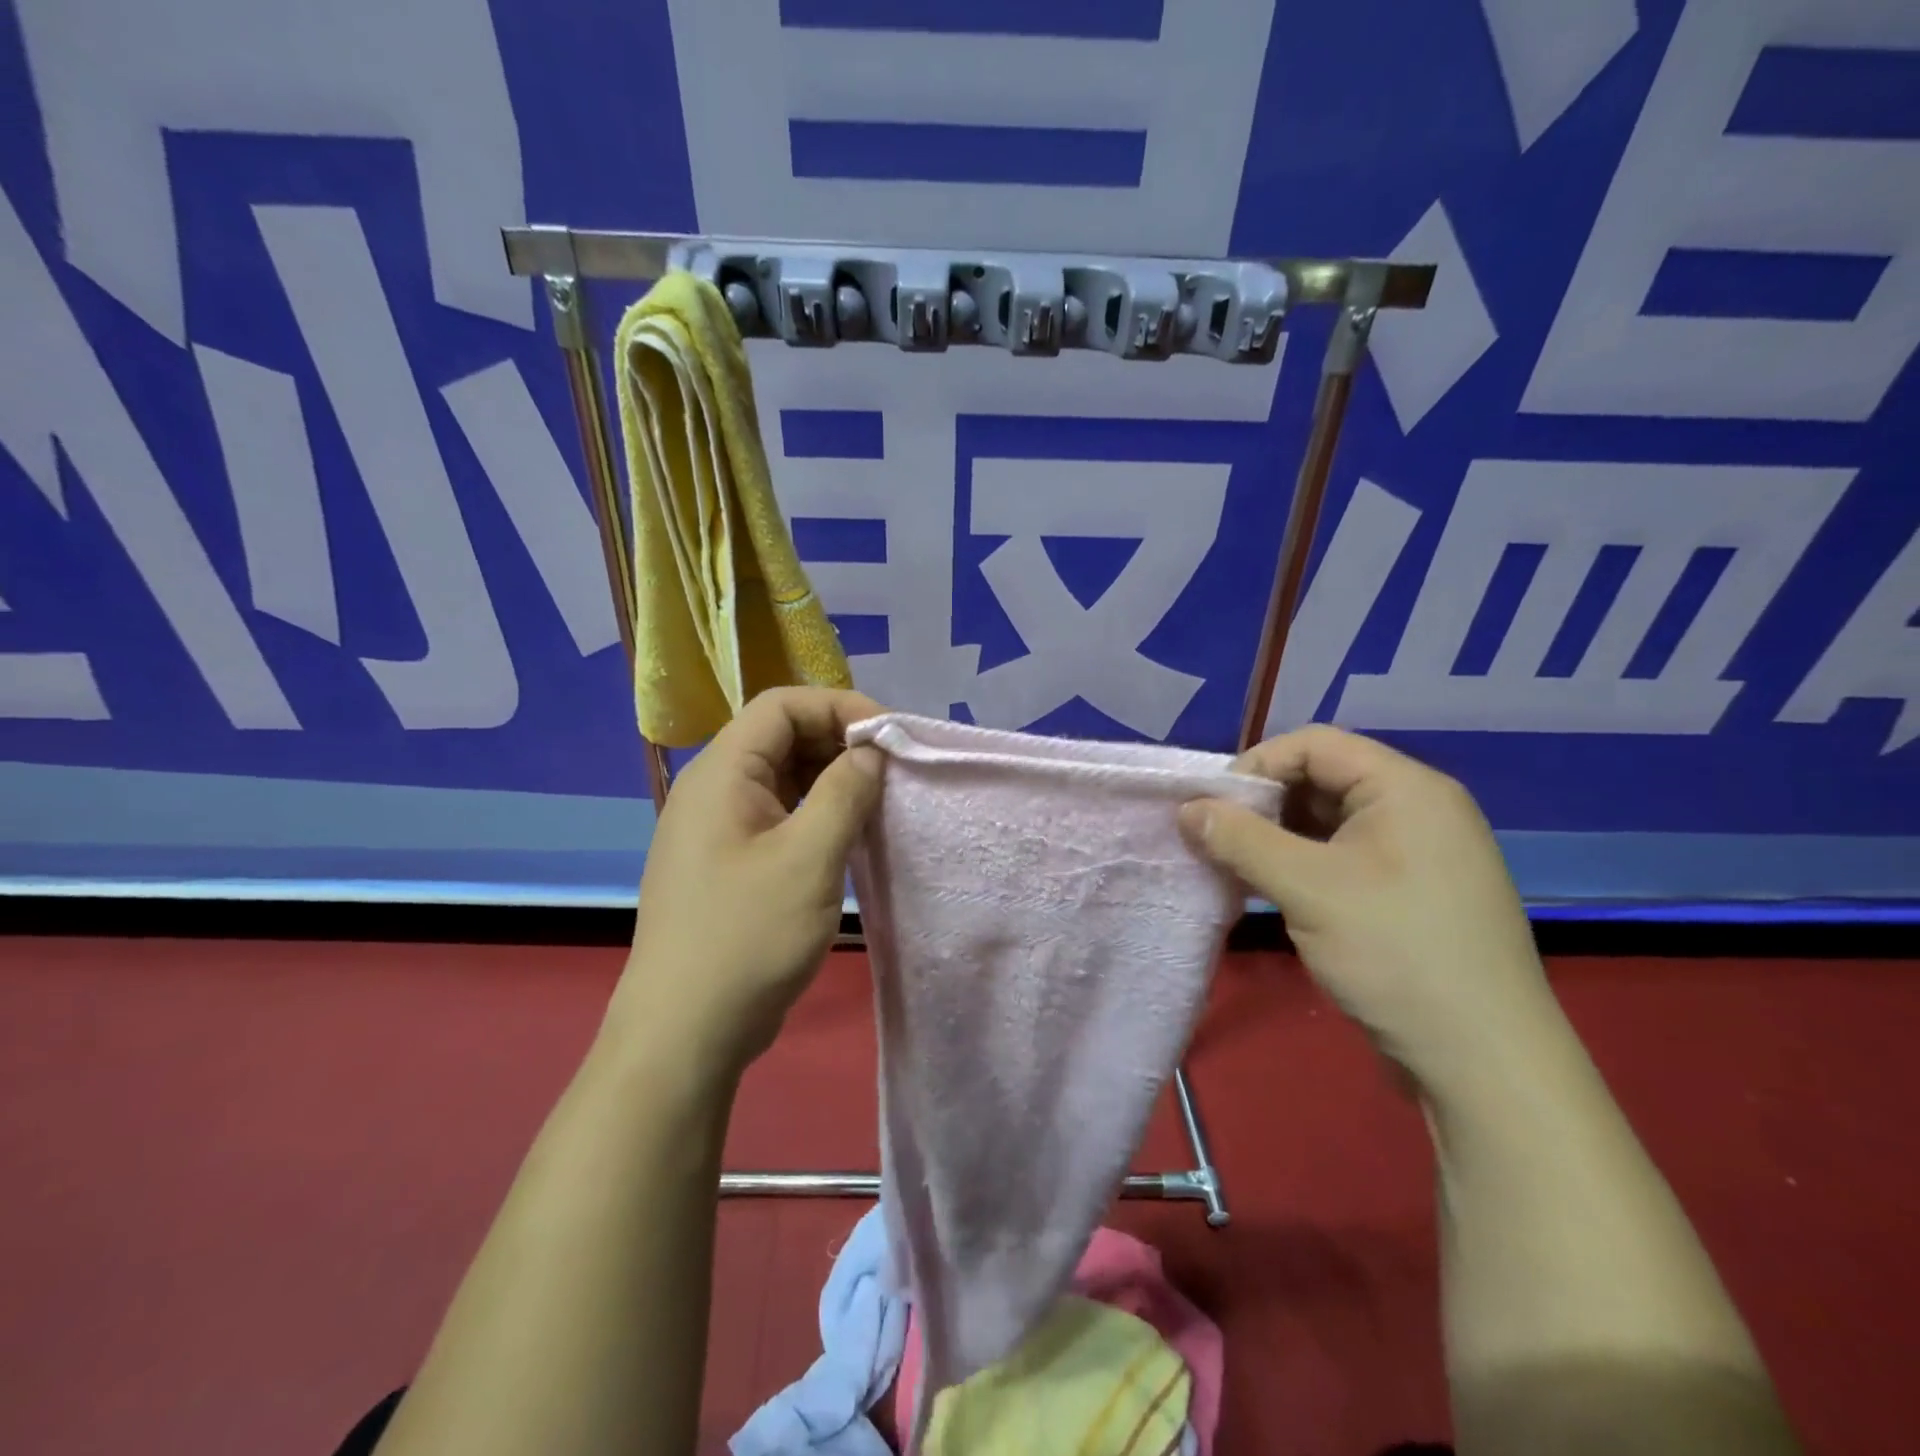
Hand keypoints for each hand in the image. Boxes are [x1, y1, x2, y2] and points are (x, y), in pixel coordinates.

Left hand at [612, 687, 885, 1081]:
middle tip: (891, 770)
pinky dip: (815, 811)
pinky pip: (777, 814)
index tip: (889, 736)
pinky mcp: (728, 861)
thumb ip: (844, 793)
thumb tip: (869, 752)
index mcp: (722, 773)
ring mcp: (718, 827)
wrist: (685, 1031)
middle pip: (781, 736)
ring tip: (877, 799)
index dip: (838, 707)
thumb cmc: (747, 936)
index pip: (781, 705)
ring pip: (782, 777)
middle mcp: (714, 789)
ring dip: (831, 778)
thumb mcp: (809, 858)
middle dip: (839, 742)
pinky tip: (848, 833)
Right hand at [1180, 725, 1560, 1097]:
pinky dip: (1300, 865)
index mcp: (1406, 788)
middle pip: (1321, 779)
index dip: (1256, 765)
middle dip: (1262, 804)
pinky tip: (1268, 889)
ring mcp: (1417, 853)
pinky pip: (1343, 857)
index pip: (1314, 745)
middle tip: (1216, 838)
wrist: (1484, 1062)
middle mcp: (1417, 809)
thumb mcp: (1306, 888)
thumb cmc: (1396, 953)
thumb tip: (1187, 808)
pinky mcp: (1410, 893)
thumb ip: (1240, 839)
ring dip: (1276, 838)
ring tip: (1233, 866)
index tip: (1212, 806)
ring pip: (1328, 822)